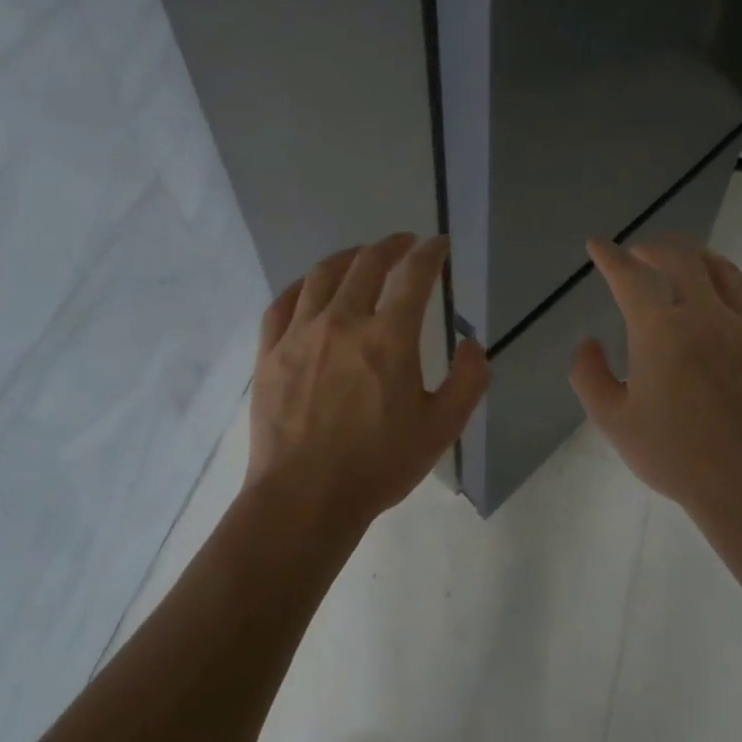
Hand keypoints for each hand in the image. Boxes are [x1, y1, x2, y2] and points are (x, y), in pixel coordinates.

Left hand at [248, 234, 490, 526]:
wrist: (304, 499)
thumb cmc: (378, 465)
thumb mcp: (441, 429)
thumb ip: (467, 381)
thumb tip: (471, 344)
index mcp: (389, 338)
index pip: (414, 275)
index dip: (430, 253)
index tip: (438, 244)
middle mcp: (343, 322)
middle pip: (367, 264)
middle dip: (391, 246)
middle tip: (405, 243)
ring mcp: (300, 334)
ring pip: (322, 275)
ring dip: (347, 257)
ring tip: (360, 256)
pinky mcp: (270, 353)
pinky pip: (282, 303)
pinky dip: (302, 286)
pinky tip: (310, 288)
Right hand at [570, 238, 741, 528]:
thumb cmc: (674, 455)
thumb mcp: (612, 420)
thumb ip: (589, 375)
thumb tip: (587, 342)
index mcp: (661, 331)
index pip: (630, 277)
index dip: (609, 257)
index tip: (598, 246)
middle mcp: (706, 316)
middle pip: (682, 259)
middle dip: (655, 248)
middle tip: (640, 254)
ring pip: (723, 270)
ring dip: (696, 257)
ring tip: (682, 262)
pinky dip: (737, 281)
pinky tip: (730, 287)